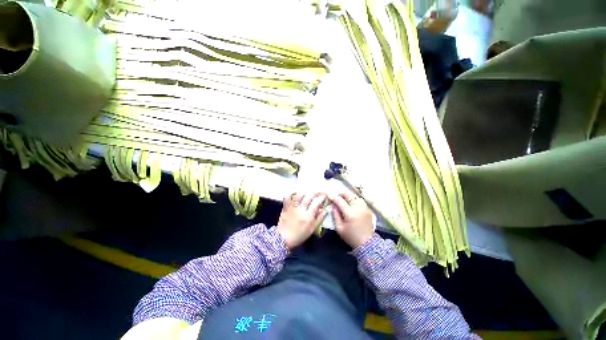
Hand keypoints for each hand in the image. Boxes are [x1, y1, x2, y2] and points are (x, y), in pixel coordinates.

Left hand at [277, 192, 326, 249]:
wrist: (283, 239)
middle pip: (309, 196)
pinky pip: (287, 196)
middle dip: (315, 192)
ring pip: (299, 195)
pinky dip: (291, 192)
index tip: (324, 195)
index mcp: (308, 216)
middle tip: (319, 191)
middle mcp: (300, 210)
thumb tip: (327, 209)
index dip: (321, 198)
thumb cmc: (300, 235)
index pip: (316, 203)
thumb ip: (320, 218)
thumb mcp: (312, 229)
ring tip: (309, 191)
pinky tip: (296, 192)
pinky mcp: (285, 207)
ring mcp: (292, 207)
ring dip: (305, 191)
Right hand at [328, 191, 373, 248]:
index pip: (340, 200)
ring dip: (348, 195)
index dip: (333, 196)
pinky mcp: (368, 209)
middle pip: (349, 194)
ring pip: (355, 196)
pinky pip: (360, 200)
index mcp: (350, 214)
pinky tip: (350, 203)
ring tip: (343, 199)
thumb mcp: (339, 228)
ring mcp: (365, 208)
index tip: (329, 195)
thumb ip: (335, 215)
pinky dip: (354, 199)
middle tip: (336, 196)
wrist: (367, 243)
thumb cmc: (351, 237)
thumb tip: (333, 205)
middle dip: (341, 193)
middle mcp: (359, 208)